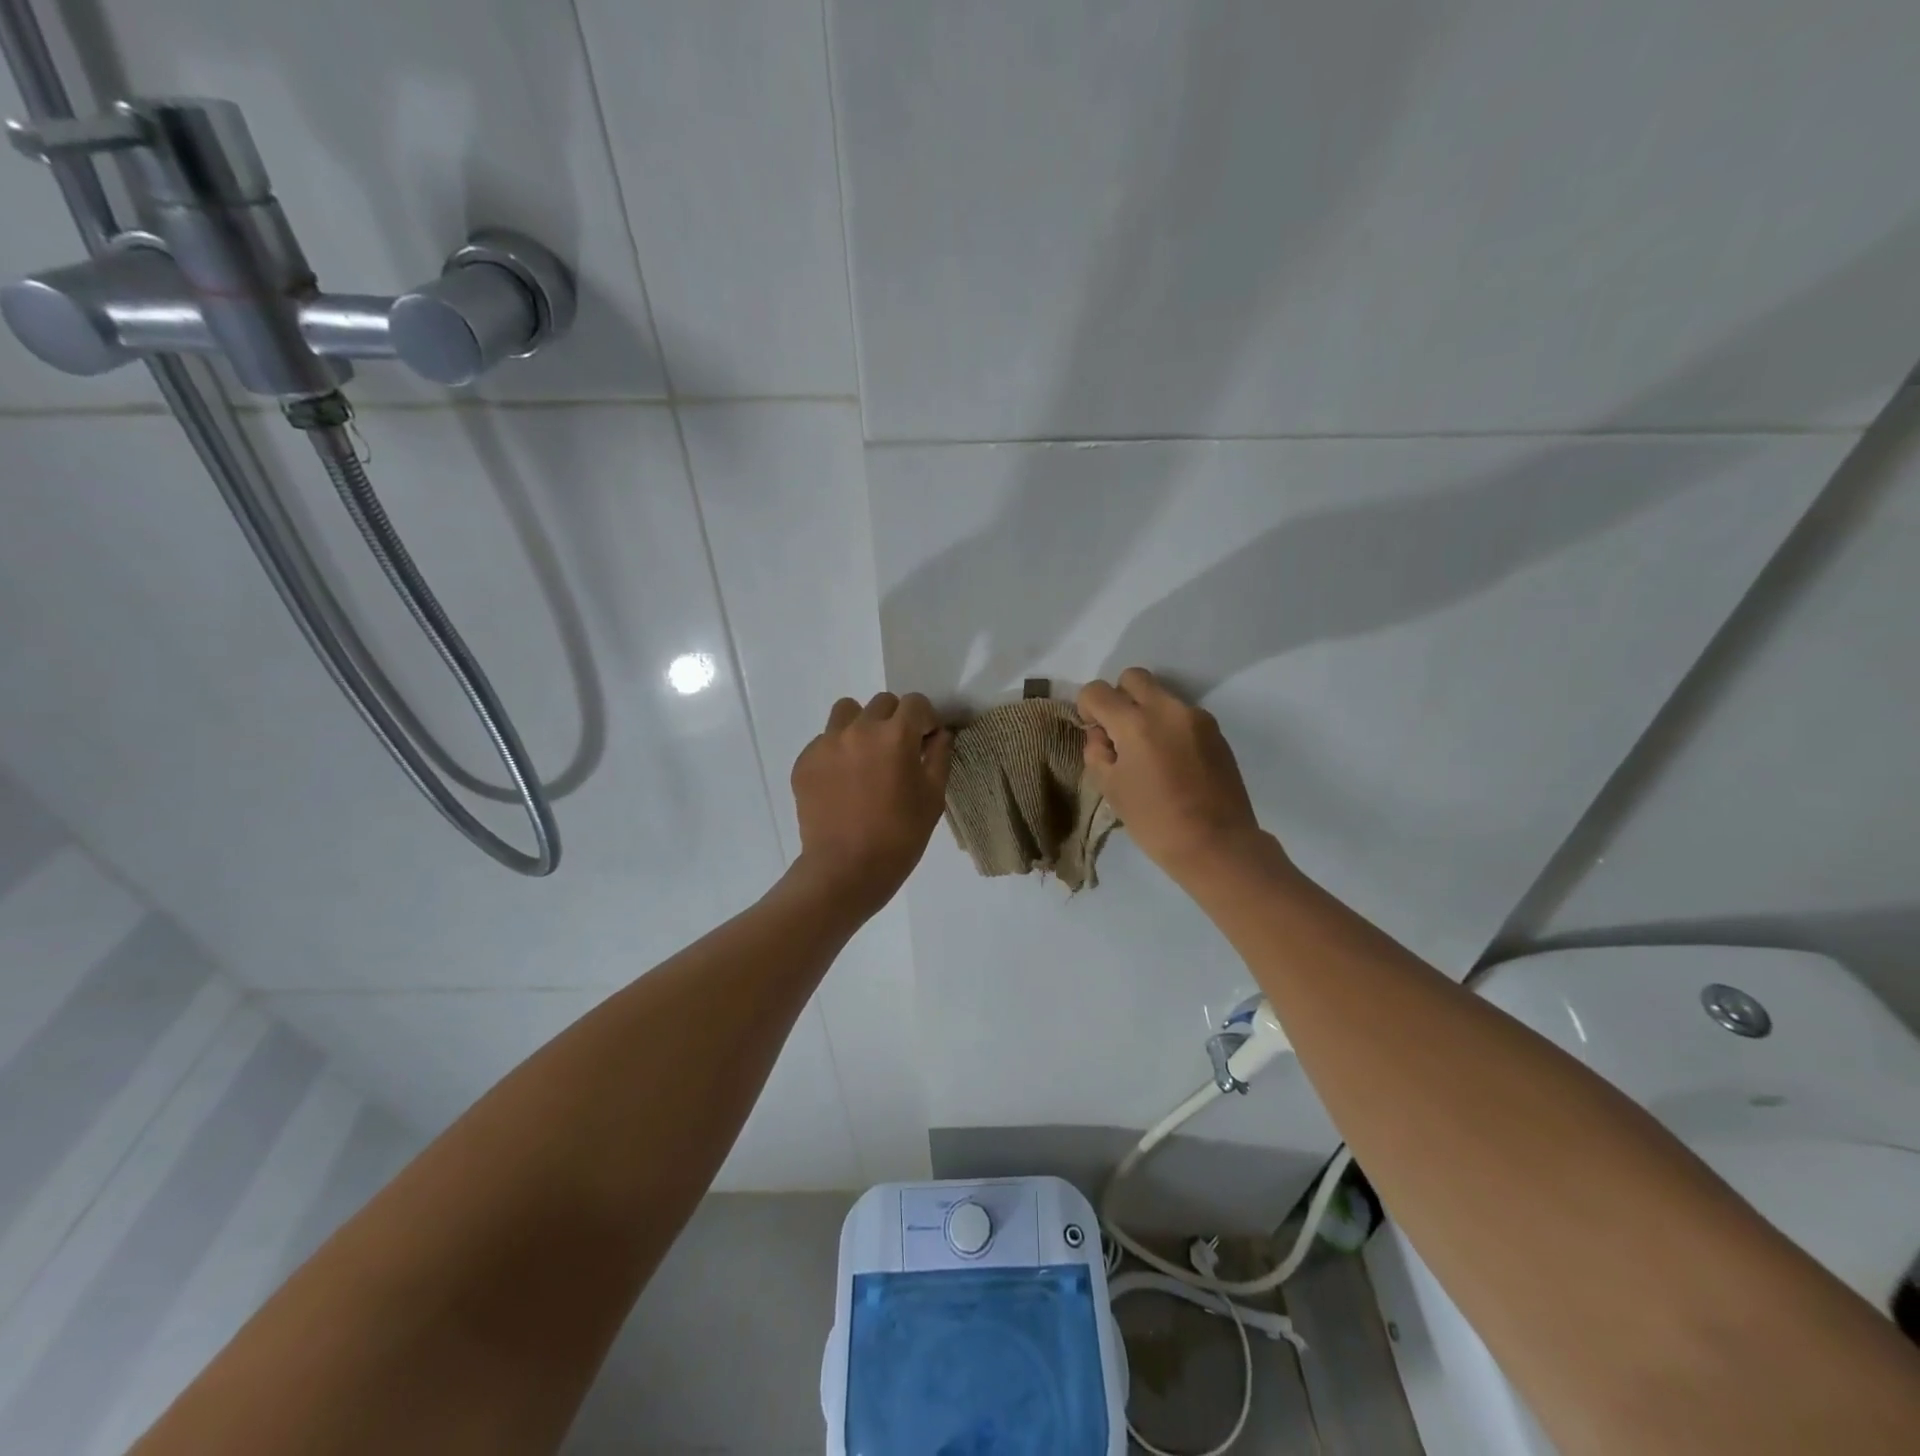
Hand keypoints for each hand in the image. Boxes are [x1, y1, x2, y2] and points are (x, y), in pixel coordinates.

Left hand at [790, 692, 953, 914]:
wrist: (845, 870)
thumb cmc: (900, 836)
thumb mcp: (933, 797)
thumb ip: (939, 756)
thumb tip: (939, 734)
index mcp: (895, 735)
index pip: (916, 703)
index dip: (926, 720)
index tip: (926, 741)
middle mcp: (859, 729)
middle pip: (882, 703)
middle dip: (895, 720)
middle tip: (898, 752)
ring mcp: (827, 743)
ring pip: (847, 712)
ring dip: (862, 725)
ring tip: (866, 757)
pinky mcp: (805, 761)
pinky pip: (825, 740)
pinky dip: (838, 751)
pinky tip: (843, 782)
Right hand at [1077, 668, 1273, 882]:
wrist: (1217, 844)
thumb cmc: (1155, 822)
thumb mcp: (1110, 789)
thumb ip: (1097, 752)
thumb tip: (1101, 734)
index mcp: (1135, 724)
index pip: (1097, 691)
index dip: (1087, 708)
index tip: (1095, 732)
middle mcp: (1167, 709)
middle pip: (1133, 678)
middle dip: (1119, 698)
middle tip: (1119, 733)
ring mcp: (1196, 717)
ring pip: (1160, 695)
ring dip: (1146, 713)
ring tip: (1149, 753)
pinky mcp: (1216, 731)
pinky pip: (1182, 715)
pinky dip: (1169, 727)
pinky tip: (1173, 762)